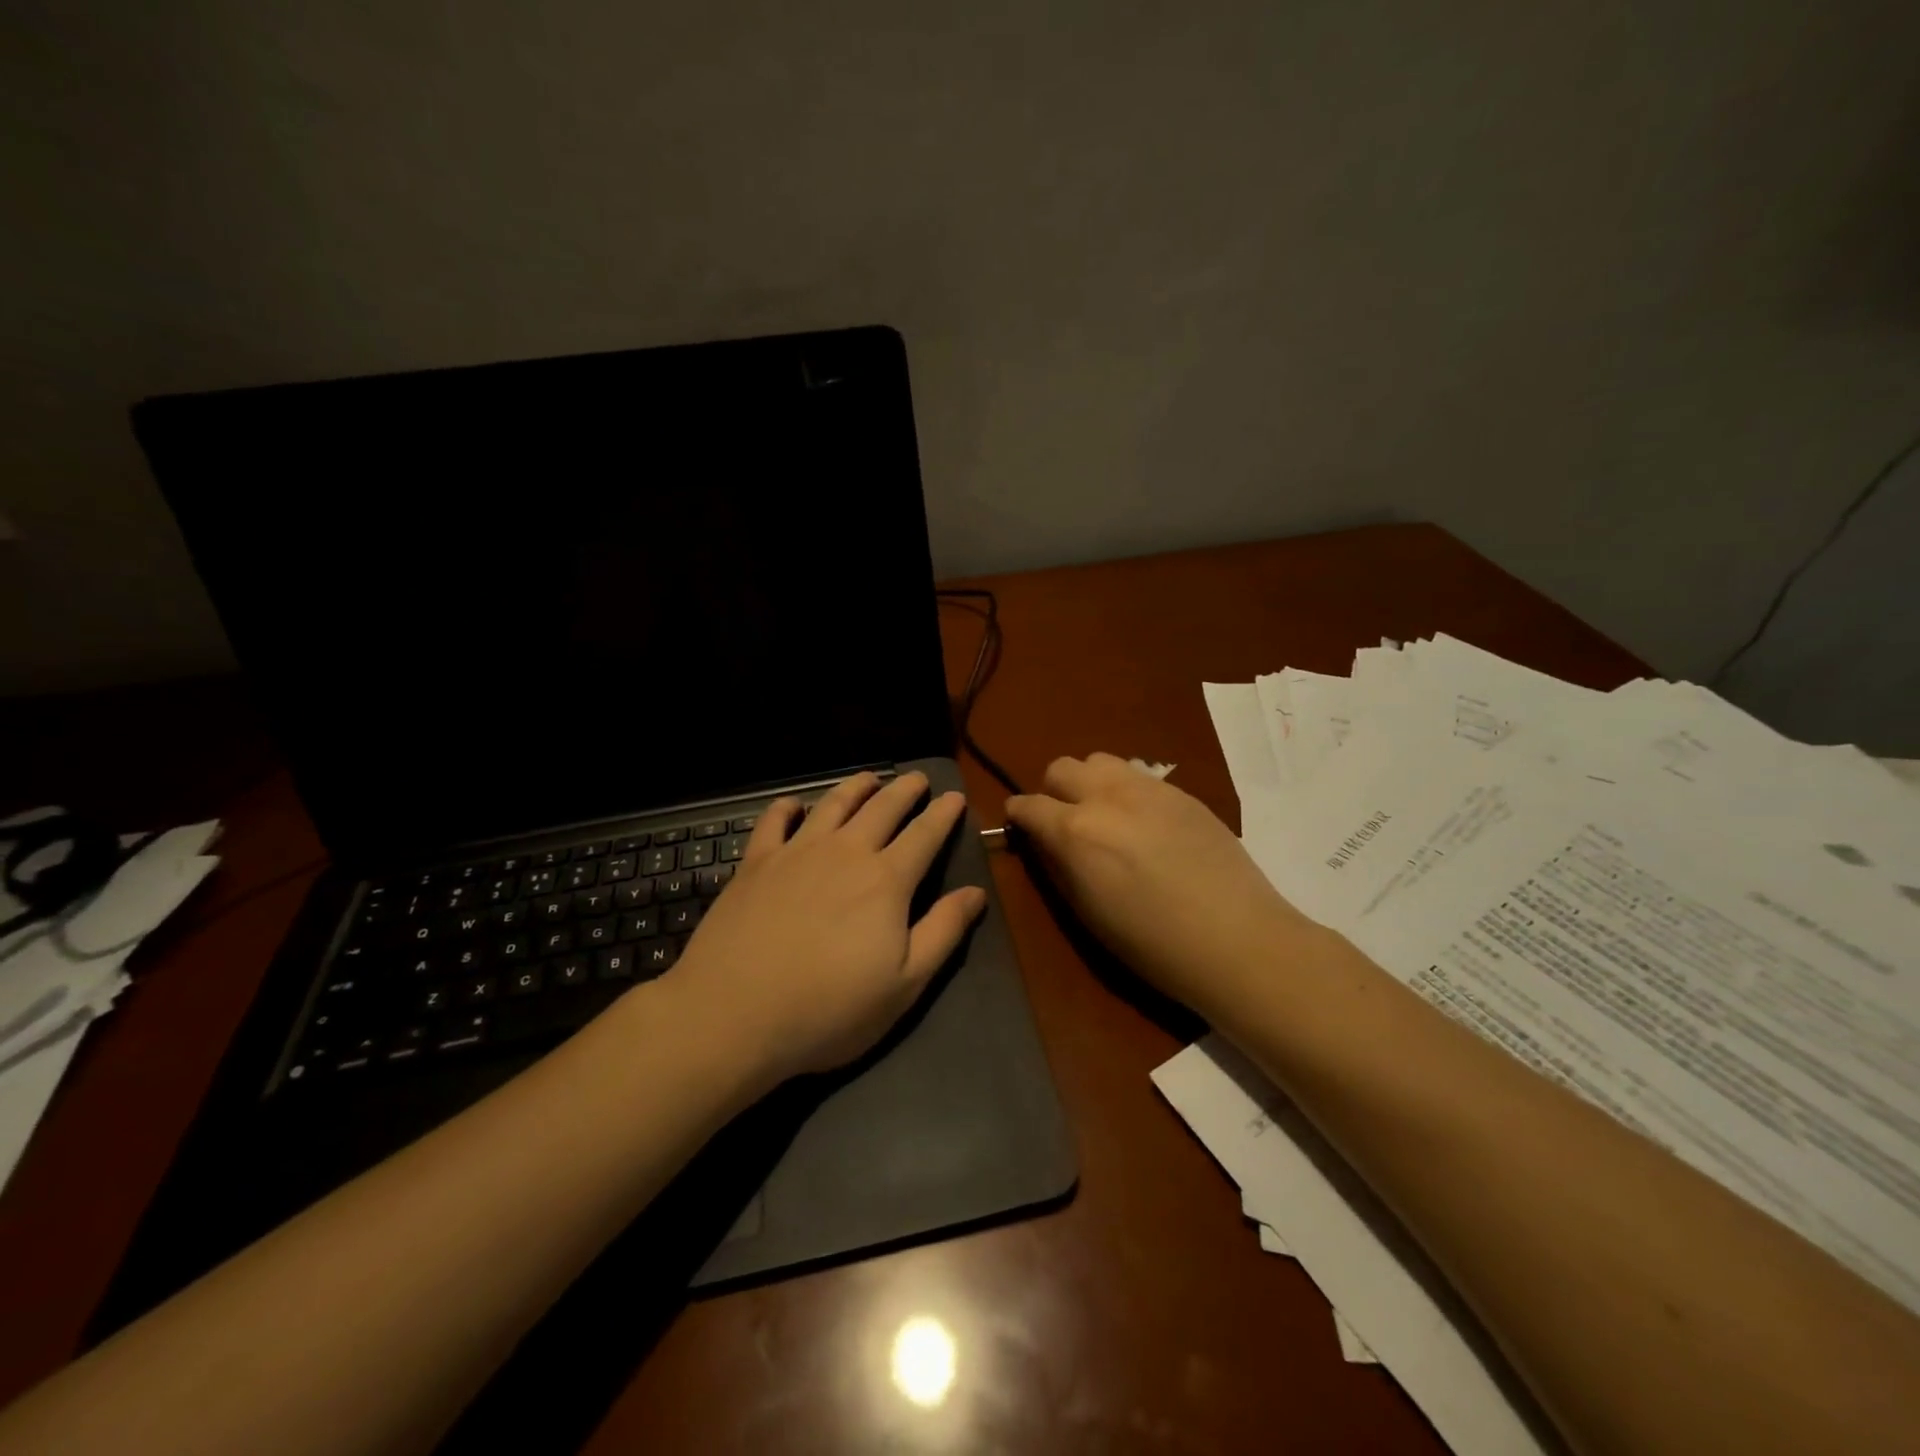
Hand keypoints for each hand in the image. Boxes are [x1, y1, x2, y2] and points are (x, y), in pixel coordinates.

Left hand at [668, 771, 986, 1083]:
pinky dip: (787, 807)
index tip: (955, 797)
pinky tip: (793, 804)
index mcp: (886, 881)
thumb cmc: (829, 1009)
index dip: (943, 814)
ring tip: (868, 778)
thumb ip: (943, 932)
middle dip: (905, 790)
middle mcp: (845, 853)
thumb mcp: (904, 984)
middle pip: (883, 809)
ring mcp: (797, 853)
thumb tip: (976, 892)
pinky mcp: (756, 863)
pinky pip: (774, 821)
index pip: (924, 835)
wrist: (734, 1013)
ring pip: (833, 805)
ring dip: (855, 788)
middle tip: (918, 778)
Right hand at [1005, 753, 1317, 1017]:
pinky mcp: (1181, 792)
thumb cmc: (1152, 944)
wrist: (1238, 940)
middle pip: (1061, 768)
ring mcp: (1148, 788)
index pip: (1028, 804)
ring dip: (1089, 783)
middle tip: (1065, 823)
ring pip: (1099, 760)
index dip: (1018, 816)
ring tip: (1104, 816)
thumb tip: (1043, 842)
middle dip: (1053, 792)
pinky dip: (1125, 790)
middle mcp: (1107, 796)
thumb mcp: (1087, 913)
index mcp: (1076, 831)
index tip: (1021, 828)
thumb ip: (1058, 867)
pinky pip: (1137, 775)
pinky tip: (1144, 825)